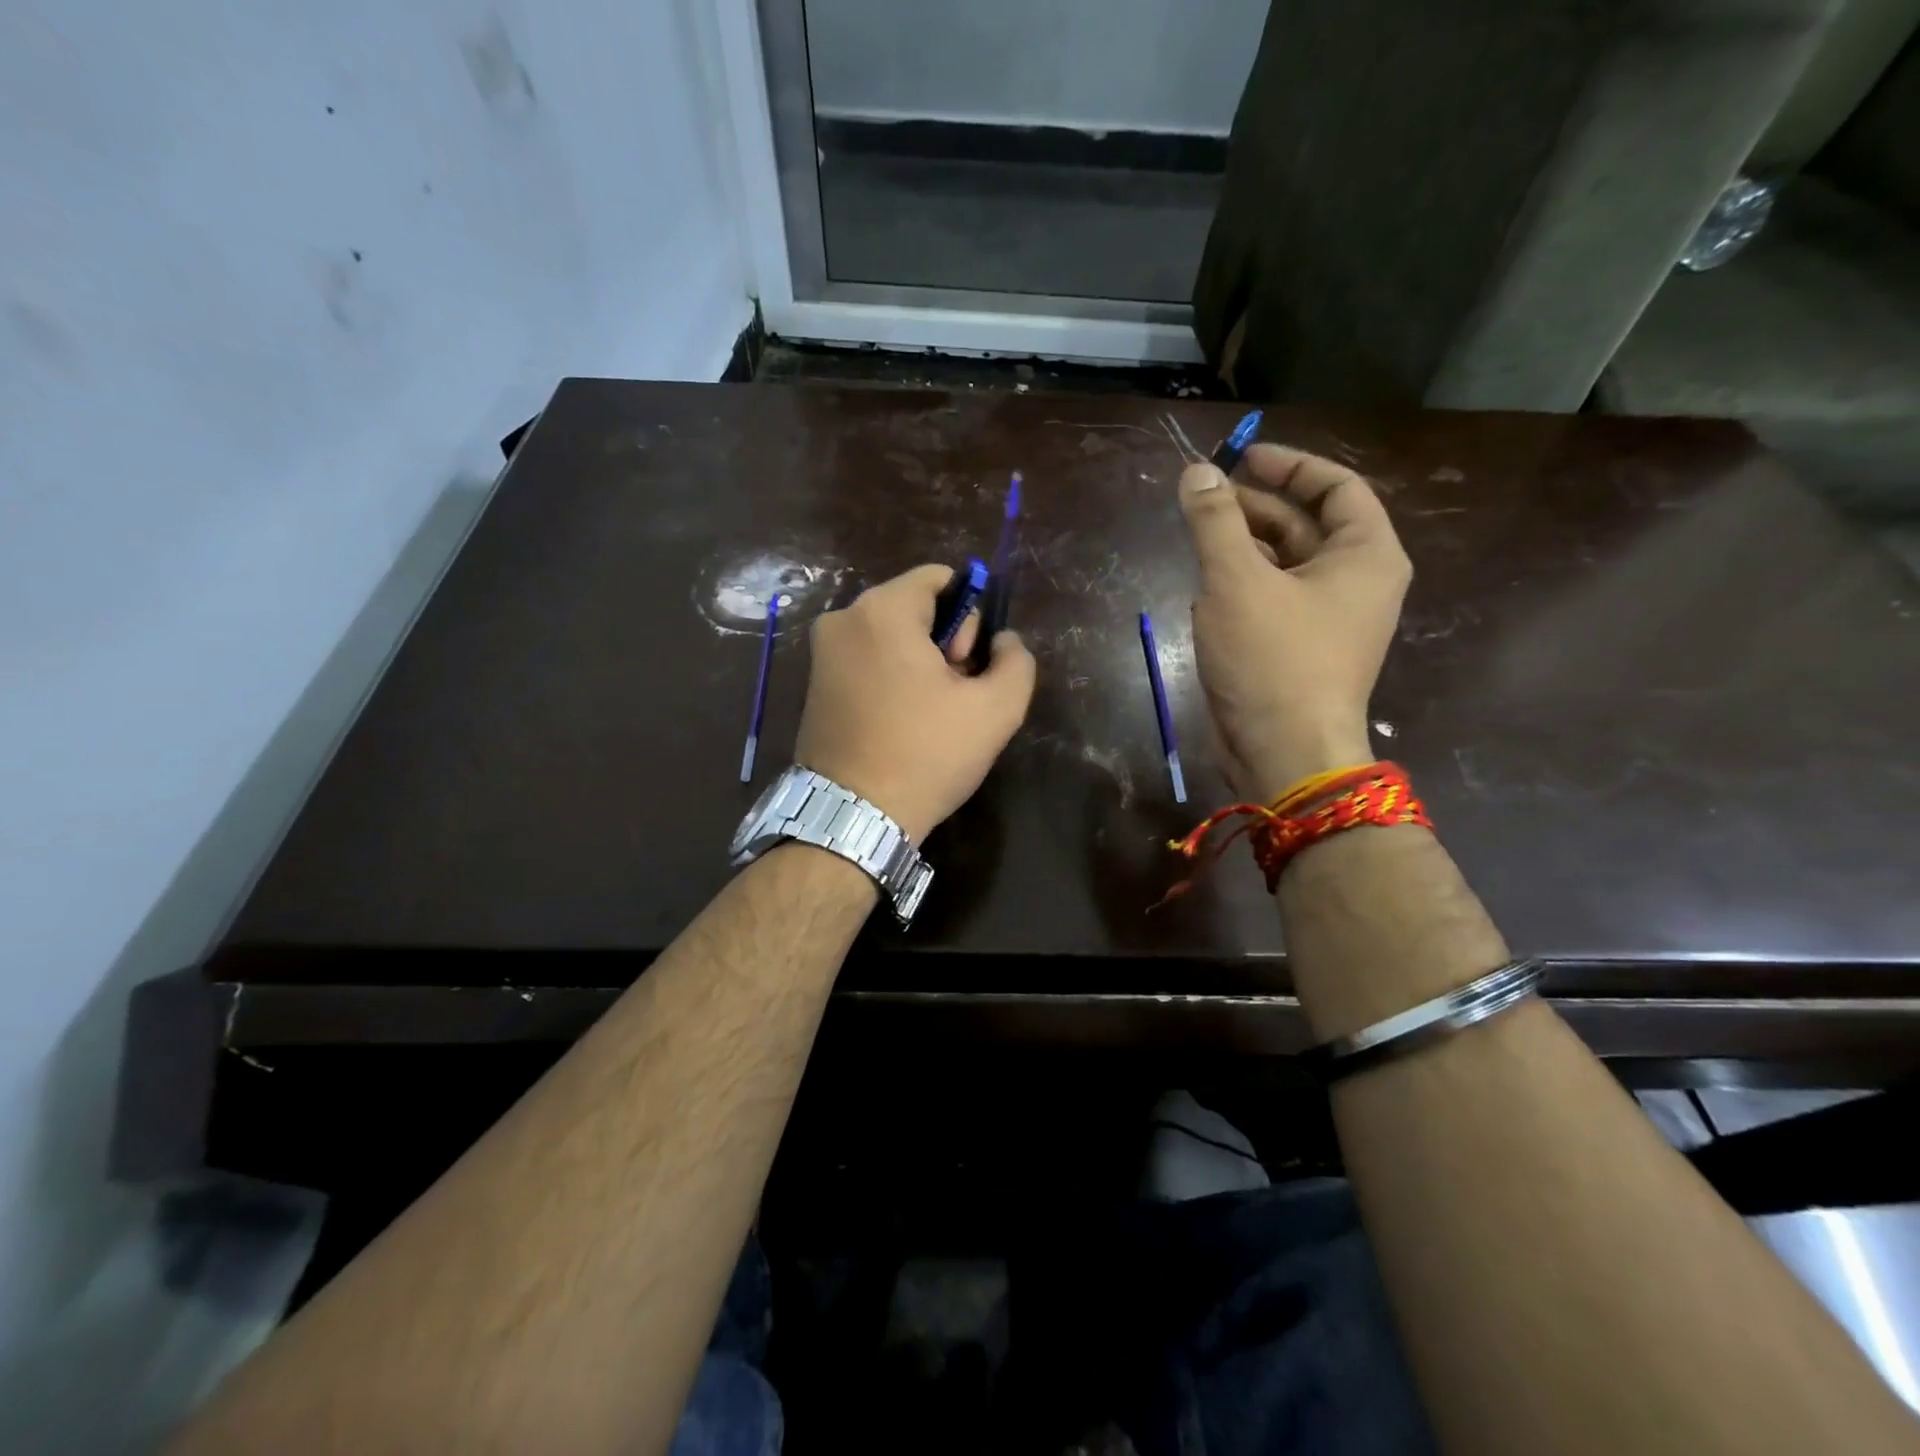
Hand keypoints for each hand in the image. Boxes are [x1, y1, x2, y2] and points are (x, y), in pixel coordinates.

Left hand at [795, 564, 1036, 842]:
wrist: (853, 817)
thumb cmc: (926, 754)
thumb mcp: (997, 709)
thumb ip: (1016, 660)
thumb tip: (1003, 642)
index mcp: (881, 610)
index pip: (939, 578)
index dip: (969, 615)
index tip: (970, 663)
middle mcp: (842, 620)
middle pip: (914, 608)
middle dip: (944, 643)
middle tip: (953, 695)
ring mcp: (821, 654)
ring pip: (890, 638)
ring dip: (919, 665)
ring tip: (929, 716)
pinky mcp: (814, 686)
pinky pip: (866, 662)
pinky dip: (890, 680)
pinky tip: (901, 724)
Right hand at [1177, 443, 1410, 802]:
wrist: (1283, 754)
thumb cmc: (1272, 659)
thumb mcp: (1236, 581)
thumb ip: (1215, 521)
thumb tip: (1196, 472)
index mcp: (1365, 555)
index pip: (1337, 487)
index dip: (1289, 466)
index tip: (1241, 458)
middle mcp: (1356, 583)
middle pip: (1307, 525)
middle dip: (1255, 507)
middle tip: (1203, 499)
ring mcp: (1329, 621)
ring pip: (1285, 565)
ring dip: (1243, 548)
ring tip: (1197, 540)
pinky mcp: (1300, 651)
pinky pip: (1273, 601)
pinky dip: (1242, 587)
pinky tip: (1205, 590)